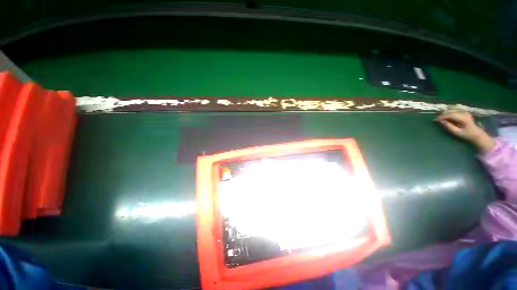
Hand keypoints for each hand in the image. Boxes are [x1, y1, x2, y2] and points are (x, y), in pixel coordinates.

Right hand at [435, 110, 495, 153]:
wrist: (476, 133)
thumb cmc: (466, 134)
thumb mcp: (456, 132)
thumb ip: (448, 126)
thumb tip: (441, 121)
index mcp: (463, 118)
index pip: (450, 115)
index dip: (441, 117)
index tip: (434, 120)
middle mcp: (464, 112)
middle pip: (450, 110)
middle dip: (442, 114)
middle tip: (436, 119)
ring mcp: (464, 111)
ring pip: (452, 108)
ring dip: (445, 112)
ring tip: (440, 116)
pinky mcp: (464, 111)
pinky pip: (455, 108)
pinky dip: (449, 110)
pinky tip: (446, 113)